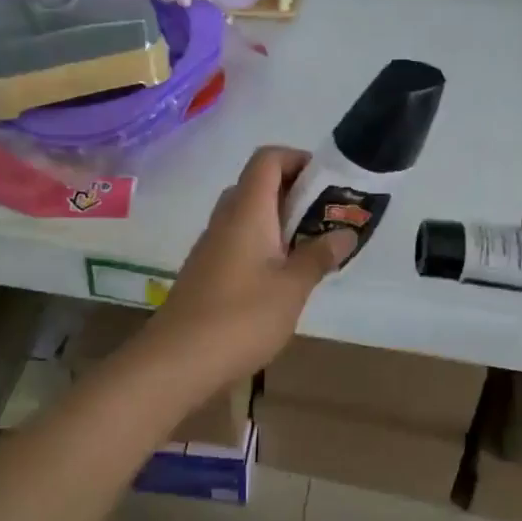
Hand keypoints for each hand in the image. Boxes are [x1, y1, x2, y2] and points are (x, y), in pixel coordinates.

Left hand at [134, 147, 353, 395]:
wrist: (176, 361)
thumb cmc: (241, 317)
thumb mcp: (292, 288)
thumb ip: (319, 256)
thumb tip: (345, 233)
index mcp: (247, 211)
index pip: (267, 159)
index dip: (298, 159)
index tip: (327, 183)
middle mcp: (225, 219)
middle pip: (258, 184)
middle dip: (295, 193)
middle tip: (326, 217)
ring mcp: (211, 245)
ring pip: (248, 214)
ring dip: (280, 221)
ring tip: (311, 247)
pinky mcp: (205, 271)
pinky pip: (238, 240)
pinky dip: (263, 244)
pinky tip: (281, 277)